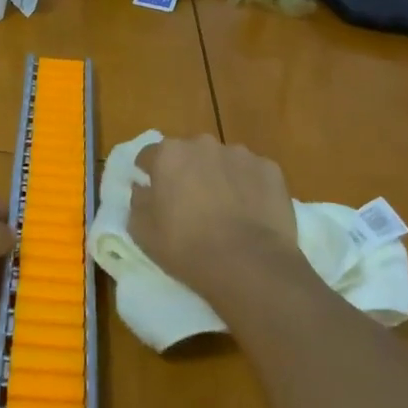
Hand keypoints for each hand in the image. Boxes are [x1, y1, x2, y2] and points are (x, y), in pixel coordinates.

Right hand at [132, 135, 300, 303]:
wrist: (248, 263)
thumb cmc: (186, 247)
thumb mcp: (142, 232)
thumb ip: (138, 202)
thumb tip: (143, 188)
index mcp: (169, 154)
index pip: (150, 156)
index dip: (150, 175)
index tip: (155, 196)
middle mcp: (203, 144)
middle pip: (189, 154)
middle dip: (188, 173)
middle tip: (191, 205)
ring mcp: (240, 154)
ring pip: (223, 162)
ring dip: (220, 178)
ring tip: (226, 212)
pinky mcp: (269, 169)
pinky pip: (253, 174)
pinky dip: (249, 188)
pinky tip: (251, 214)